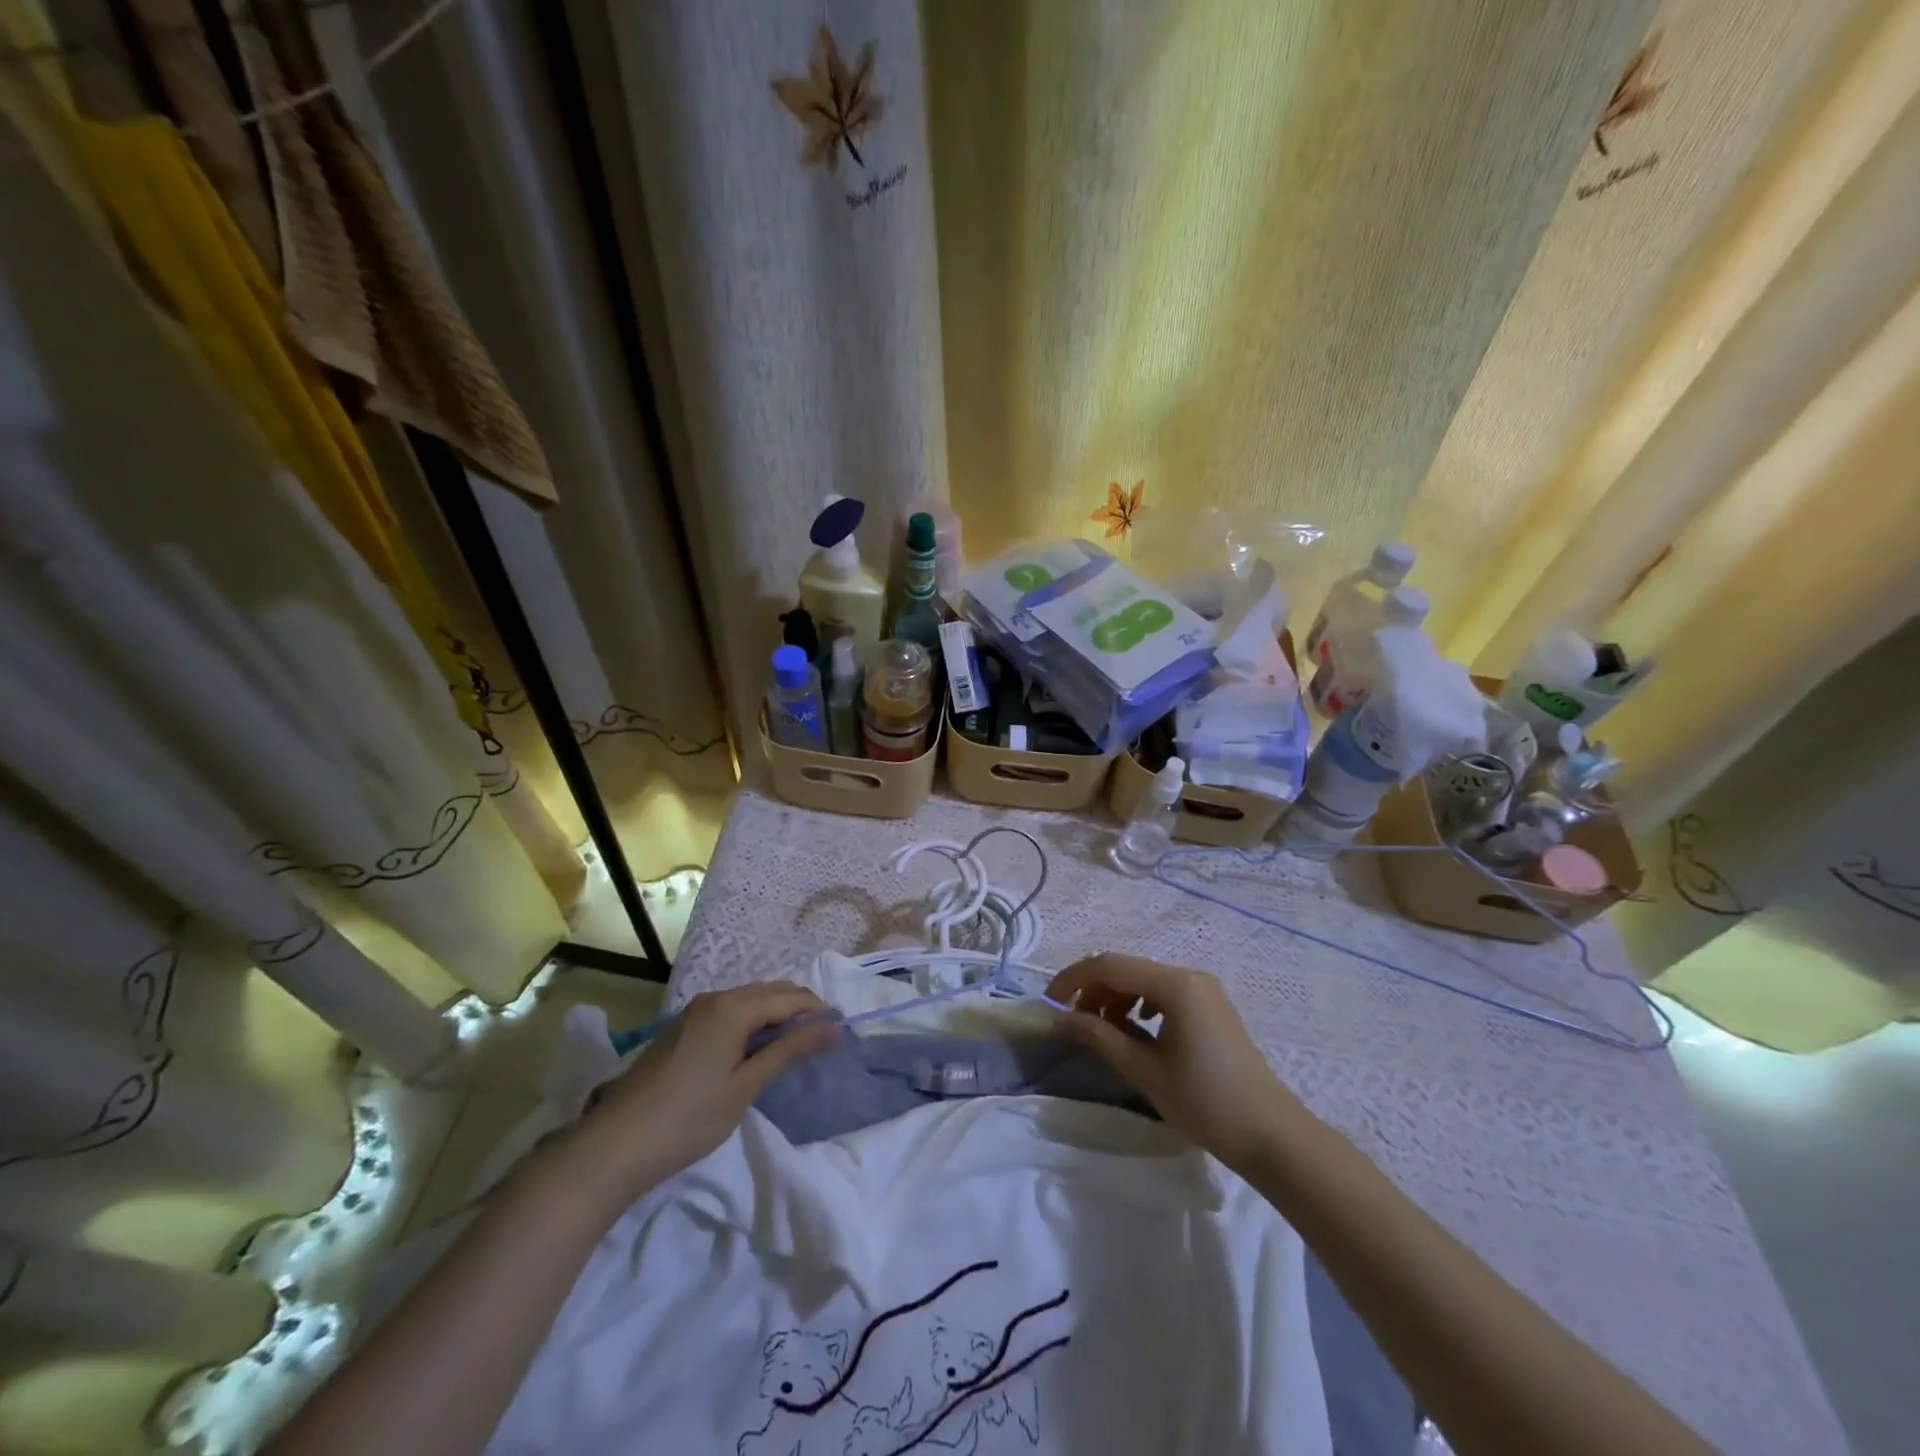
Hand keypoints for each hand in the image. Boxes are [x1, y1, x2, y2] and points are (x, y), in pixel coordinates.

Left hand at [561, 983, 838, 1208]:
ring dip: (776, 1017)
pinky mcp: (683, 1028)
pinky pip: (730, 1012)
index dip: (818, 1012)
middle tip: (822, 1042)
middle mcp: (715, 998)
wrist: (613, 1147)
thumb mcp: (746, 1086)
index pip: (791, 997)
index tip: (840, 1035)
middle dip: (799, 1011)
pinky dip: (753, 1023)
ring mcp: (695, 1011)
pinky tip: (757, 1051)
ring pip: (750, 1001)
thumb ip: (789, 1049)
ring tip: (794, 1048)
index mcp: (733, 1006)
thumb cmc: (688, 1118)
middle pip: (770, 992)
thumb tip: (833, 1027)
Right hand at [1048, 953, 1303, 1174]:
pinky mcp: (1210, 1006)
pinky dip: (1139, 1005)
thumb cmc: (1205, 1102)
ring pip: (1144, 980)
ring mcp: (1203, 989)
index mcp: (1175, 984)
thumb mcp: (1145, 1070)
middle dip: (1093, 990)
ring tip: (1102, 1032)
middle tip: (1073, 1023)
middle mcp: (1189, 975)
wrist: (1271, 1135)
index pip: (1110, 966)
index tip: (1049, 1004)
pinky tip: (1135, 1031)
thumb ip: (1100, 1037)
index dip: (1073, 980)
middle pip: (1127, 969)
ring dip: (1115, 998)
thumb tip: (1061, 1018)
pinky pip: (1163, 992)